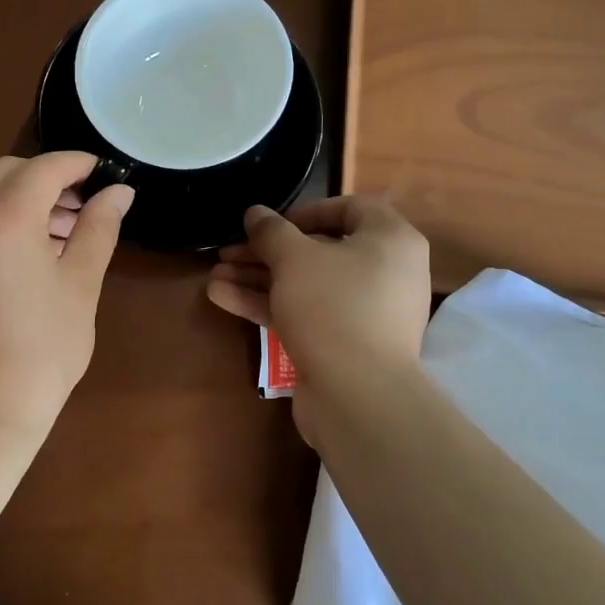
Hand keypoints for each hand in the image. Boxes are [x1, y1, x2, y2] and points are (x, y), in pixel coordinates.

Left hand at [0, 152, 133, 443]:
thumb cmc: (44, 349)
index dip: (77, 164)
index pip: (44, 168)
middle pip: (7, 172)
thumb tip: (119, 192)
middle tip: (82, 208)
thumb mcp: (81, 285)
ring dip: (21, 198)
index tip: (103, 173)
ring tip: (60, 234)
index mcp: (3, 218)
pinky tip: (24, 254)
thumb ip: (99, 228)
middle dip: (47, 179)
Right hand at [206, 198, 430, 440]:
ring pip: (306, 285)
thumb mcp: (294, 259)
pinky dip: (269, 305)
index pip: (351, 209)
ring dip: (259, 279)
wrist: (358, 396)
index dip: (306, 211)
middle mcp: (385, 273)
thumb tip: (255, 212)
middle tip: (228, 251)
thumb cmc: (333, 307)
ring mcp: (365, 313)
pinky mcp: (345, 345)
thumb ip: (271, 231)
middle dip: (267, 252)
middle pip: (320, 251)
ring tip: (214, 275)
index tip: (270, 224)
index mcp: (390, 241)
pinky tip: (222, 298)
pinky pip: (306, 314)